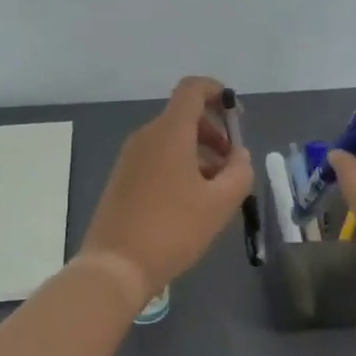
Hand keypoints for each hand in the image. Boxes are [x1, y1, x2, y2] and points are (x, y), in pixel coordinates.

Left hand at [80, 77, 254, 297]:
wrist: (116, 267)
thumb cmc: (173, 230)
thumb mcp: (220, 203)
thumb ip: (240, 171)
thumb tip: (238, 155)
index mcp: (169, 132)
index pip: (193, 88)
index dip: (218, 93)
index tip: (237, 117)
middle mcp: (146, 136)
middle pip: (184, 116)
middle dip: (214, 132)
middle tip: (232, 164)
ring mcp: (130, 157)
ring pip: (172, 140)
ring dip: (199, 153)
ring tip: (216, 190)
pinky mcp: (122, 178)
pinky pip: (157, 158)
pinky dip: (180, 166)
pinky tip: (191, 202)